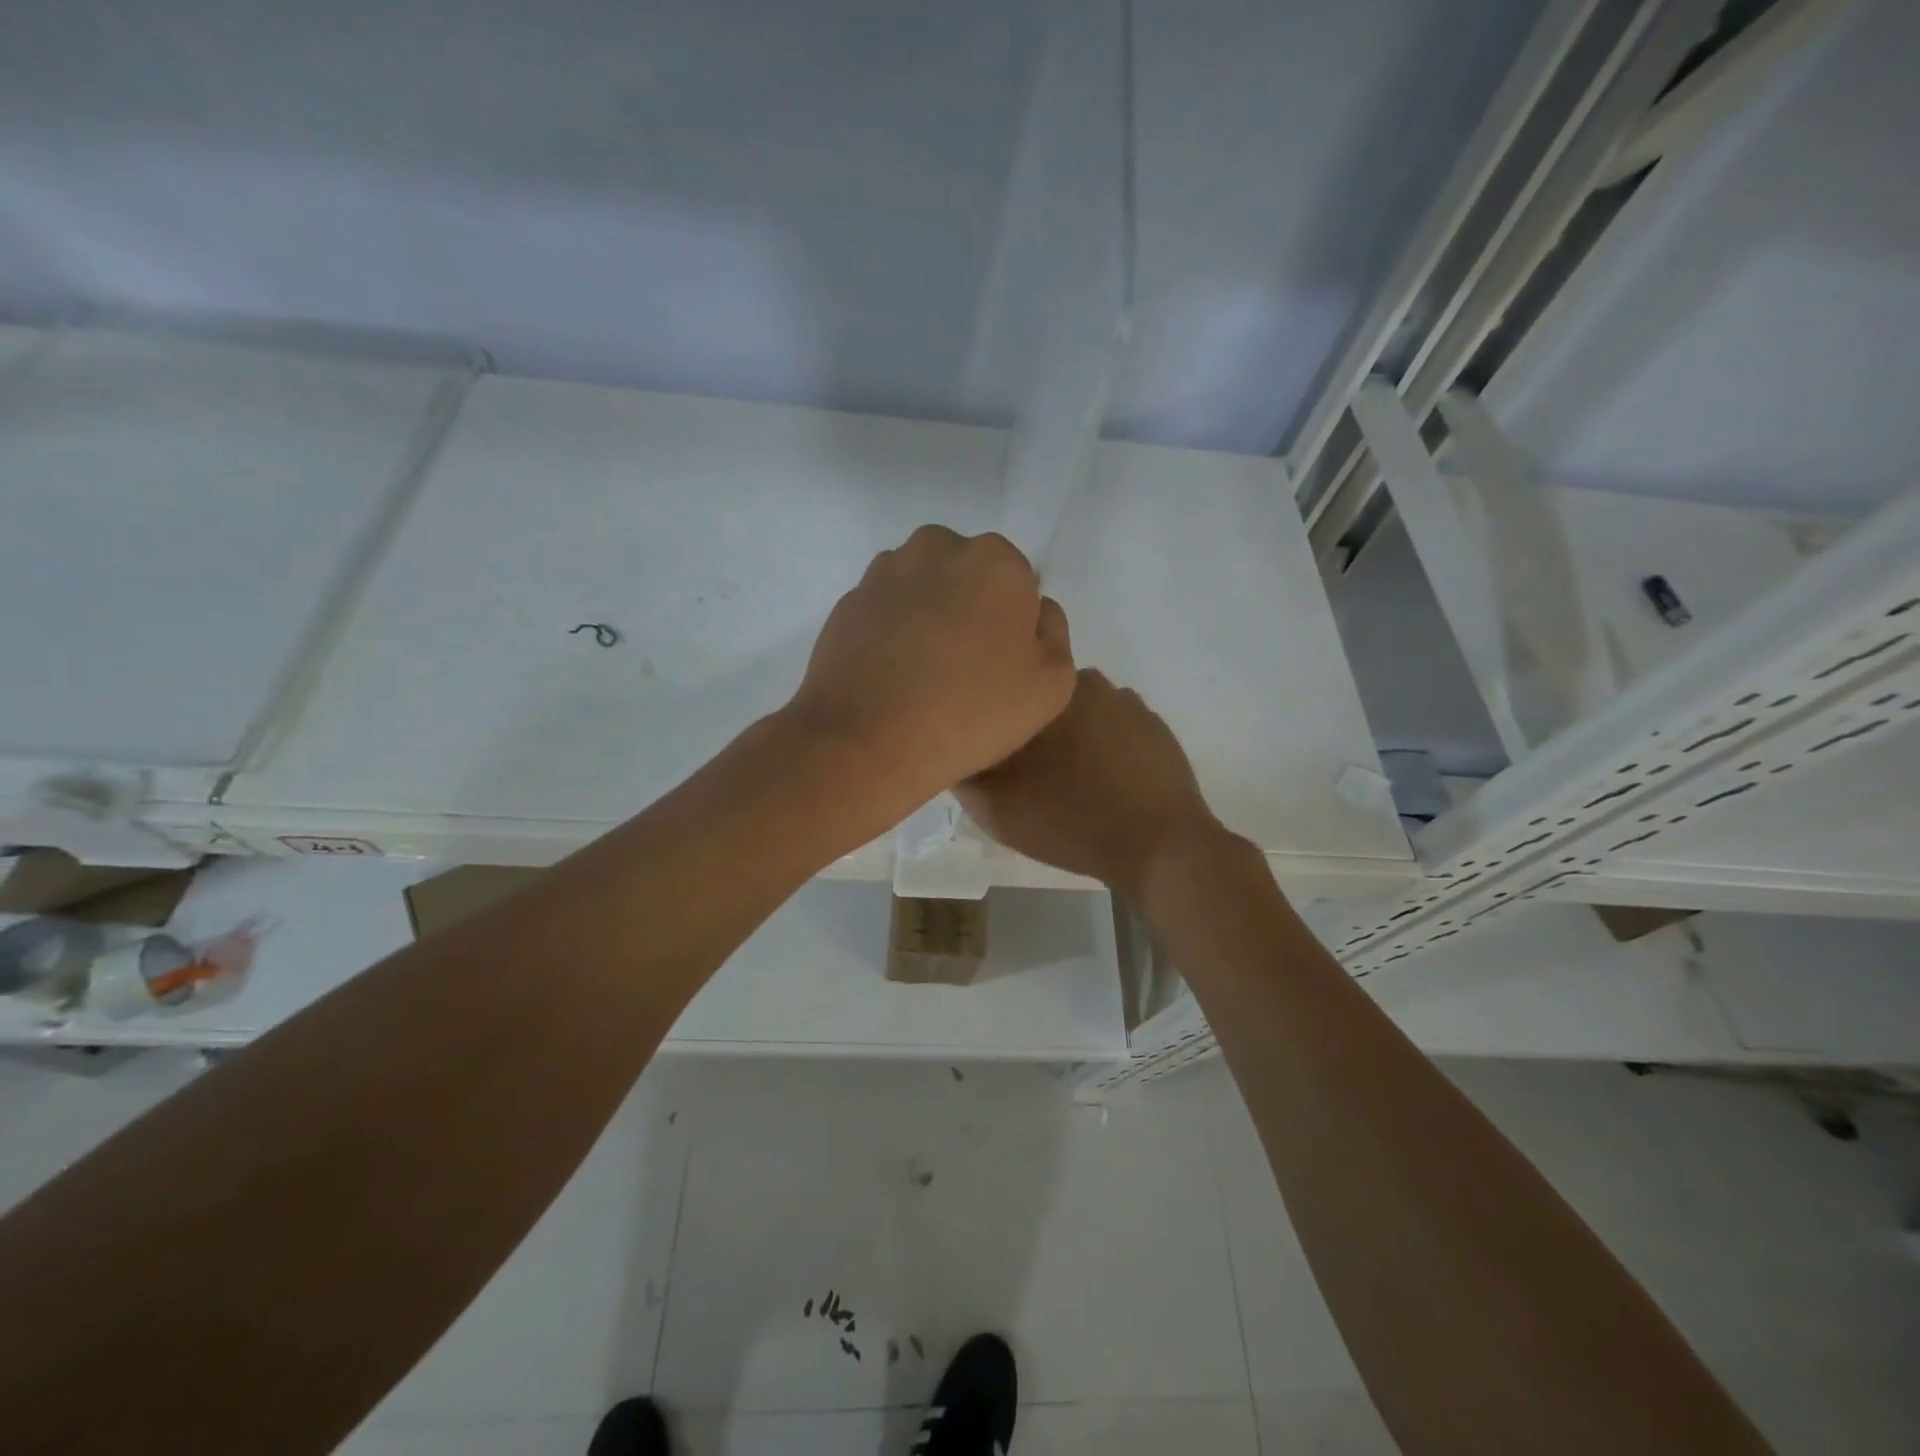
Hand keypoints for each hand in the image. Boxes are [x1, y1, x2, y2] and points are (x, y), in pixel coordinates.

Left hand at [787, 526, 1074, 813]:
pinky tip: (891, 677)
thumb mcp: (1053, 684)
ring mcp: (885, 572)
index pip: (1019, 584)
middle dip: (970, 610)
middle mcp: (938, 547)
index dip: (1015, 626)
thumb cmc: (972, 711)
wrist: (869, 741)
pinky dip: (891, 633)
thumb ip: (1054, 633)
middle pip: (968, 577)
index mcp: (996, 560)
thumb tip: (1035, 612)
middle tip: (965, 670)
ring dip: (929, 617)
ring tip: (923, 676)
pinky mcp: (847, 602)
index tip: (1003, 666)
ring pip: (923, 589)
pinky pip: (885, 612)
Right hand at [955, 668, 1227, 896]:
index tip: (992, 752)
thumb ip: (964, 774)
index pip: (1005, 692)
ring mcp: (1128, 704)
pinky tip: (1105, 781)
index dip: (993, 720)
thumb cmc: (1071, 822)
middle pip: (1042, 700)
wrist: (1161, 848)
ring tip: (1069, 779)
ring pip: (1081, 712)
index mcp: (1047, 692)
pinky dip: (1105, 746)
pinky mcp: (1156, 728)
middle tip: (1026, 771)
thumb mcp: (997, 809)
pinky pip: (1115, 728)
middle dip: (1031, 726)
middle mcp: (1089, 683)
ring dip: (1071, 735)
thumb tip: (955, 749)